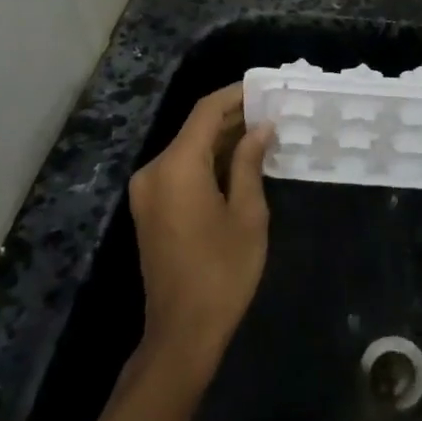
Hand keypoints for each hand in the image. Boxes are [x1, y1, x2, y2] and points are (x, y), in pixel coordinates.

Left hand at [126, 84, 272, 372]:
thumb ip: (250, 162)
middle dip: (233, 117)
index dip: (236, 94)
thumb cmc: (223, 271)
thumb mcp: (247, 213)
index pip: (206, 111)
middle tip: (273, 111)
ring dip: (223, 139)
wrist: (182, 333)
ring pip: (189, 149)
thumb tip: (261, 128)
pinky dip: (209, 161)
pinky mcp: (151, 209)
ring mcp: (149, 191)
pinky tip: (241, 161)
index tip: (266, 88)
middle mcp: (154, 170)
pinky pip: (181, 170)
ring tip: (264, 132)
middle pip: (195, 128)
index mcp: (176, 166)